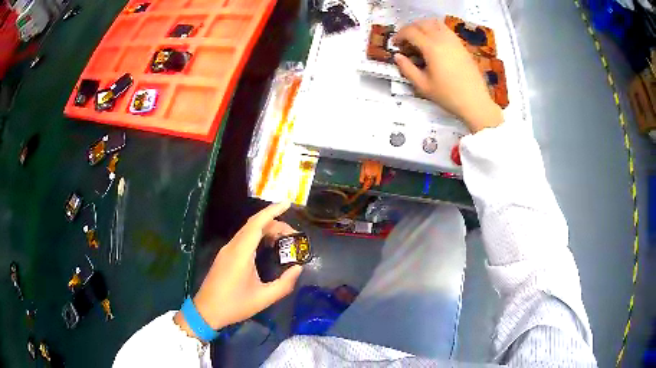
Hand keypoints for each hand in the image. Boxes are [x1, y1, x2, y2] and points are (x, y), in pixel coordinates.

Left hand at [174, 202, 302, 337]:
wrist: (207, 311)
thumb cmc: (234, 305)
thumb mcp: (263, 298)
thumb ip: (284, 284)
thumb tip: (298, 268)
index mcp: (240, 253)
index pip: (257, 224)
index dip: (272, 211)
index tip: (287, 203)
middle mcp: (232, 247)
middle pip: (254, 225)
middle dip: (274, 223)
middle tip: (293, 234)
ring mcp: (226, 250)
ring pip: (247, 231)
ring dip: (266, 229)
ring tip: (283, 239)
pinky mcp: (225, 256)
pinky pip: (243, 239)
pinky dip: (257, 236)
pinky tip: (266, 246)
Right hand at [393, 19, 502, 132]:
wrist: (475, 102)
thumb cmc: (448, 96)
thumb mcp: (423, 86)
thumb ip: (407, 69)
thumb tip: (397, 56)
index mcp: (431, 48)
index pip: (411, 32)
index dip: (399, 35)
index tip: (395, 44)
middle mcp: (442, 39)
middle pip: (422, 23)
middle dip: (410, 29)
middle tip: (405, 40)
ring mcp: (454, 41)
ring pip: (435, 23)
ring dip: (423, 26)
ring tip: (419, 38)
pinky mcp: (462, 46)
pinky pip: (446, 30)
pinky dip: (436, 30)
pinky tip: (434, 42)